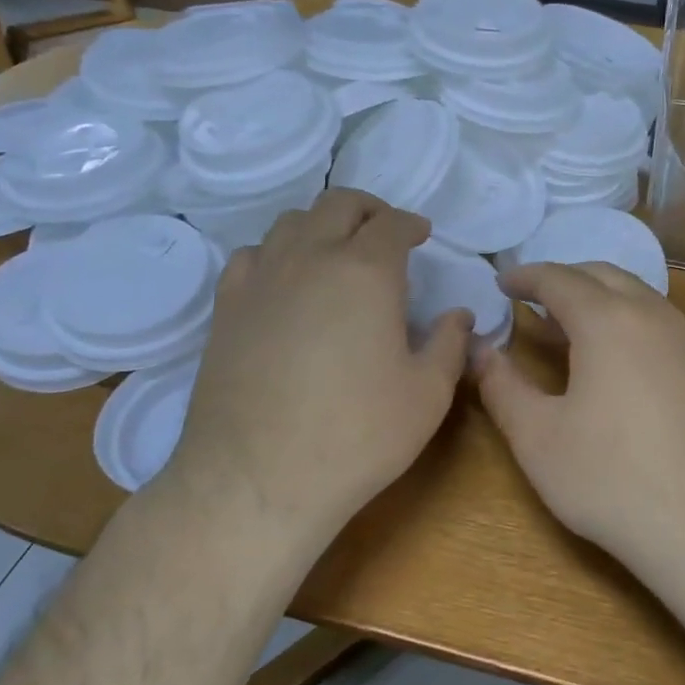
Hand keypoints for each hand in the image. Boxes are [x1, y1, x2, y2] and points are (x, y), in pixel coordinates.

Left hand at [170, 189, 470, 544]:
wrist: (258, 479)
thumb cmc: (357, 435)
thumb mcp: (427, 395)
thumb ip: (449, 345)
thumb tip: (458, 316)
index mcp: (366, 272)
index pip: (392, 224)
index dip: (411, 224)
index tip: (422, 235)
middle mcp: (310, 258)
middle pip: (338, 205)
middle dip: (368, 210)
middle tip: (385, 233)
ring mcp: (261, 279)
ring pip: (291, 223)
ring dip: (322, 226)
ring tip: (337, 253)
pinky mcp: (227, 308)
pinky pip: (252, 256)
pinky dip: (277, 253)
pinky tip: (285, 282)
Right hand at [474, 262, 684, 572]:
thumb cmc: (614, 480)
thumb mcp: (539, 438)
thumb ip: (503, 387)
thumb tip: (480, 351)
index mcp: (607, 320)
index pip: (558, 278)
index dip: (525, 276)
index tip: (501, 282)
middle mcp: (651, 315)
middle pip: (602, 275)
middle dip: (563, 279)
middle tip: (532, 299)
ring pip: (636, 295)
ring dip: (597, 298)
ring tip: (566, 327)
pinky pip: (656, 322)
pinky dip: (624, 320)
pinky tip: (612, 361)